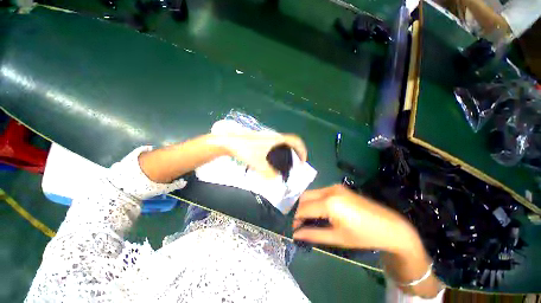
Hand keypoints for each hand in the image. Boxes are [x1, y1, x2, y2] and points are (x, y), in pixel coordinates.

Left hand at [218, 131, 307, 178]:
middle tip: (293, 166)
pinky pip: (275, 146)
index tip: (302, 161)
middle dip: (295, 154)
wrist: (229, 141)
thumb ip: (268, 173)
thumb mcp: (258, 163)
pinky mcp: (261, 140)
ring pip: (282, 144)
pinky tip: (271, 161)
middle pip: (290, 143)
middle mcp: (274, 136)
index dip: (302, 150)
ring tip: (284, 165)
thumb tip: (276, 179)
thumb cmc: (244, 149)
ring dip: (286, 153)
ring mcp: (267, 137)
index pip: (296, 141)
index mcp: (276, 139)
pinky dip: (278, 153)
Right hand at [293, 185, 420, 253]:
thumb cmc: (364, 236)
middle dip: (300, 209)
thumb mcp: (337, 238)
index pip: (304, 208)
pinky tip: (319, 211)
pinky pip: (320, 192)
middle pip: (305, 197)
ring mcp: (334, 187)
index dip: (296, 218)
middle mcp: (329, 190)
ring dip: (307, 204)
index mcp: (329, 203)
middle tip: (301, 223)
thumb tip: (296, 234)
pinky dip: (315, 201)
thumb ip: (313, 235)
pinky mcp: (339, 187)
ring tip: (309, 219)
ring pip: (312, 193)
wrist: (390, 226)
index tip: (294, 228)